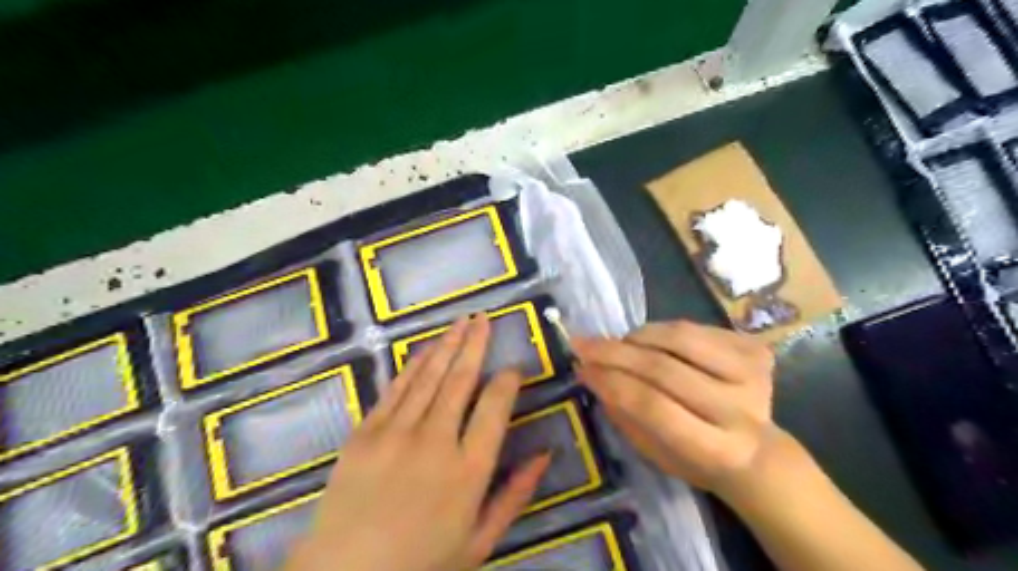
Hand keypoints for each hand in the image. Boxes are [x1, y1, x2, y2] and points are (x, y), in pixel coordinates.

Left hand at [286, 317, 552, 569]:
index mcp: (469, 470)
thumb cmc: (422, 562)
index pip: (495, 408)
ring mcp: (396, 433)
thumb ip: (515, 495)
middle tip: (485, 318)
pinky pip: (396, 389)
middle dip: (475, 344)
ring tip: (462, 321)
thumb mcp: (480, 541)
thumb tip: (545, 454)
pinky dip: (414, 365)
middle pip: (461, 380)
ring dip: (447, 345)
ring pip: (429, 376)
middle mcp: (435, 442)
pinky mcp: (366, 432)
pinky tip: (426, 348)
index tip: (513, 368)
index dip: (507, 380)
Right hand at [571, 322, 781, 499]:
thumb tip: (591, 371)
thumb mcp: (654, 452)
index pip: (654, 406)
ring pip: (679, 338)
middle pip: (664, 369)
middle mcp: (740, 411)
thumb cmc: (695, 459)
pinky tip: (651, 342)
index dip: (612, 382)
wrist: (758, 452)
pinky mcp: (755, 350)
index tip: (581, 368)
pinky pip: (694, 327)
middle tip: (584, 345)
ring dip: (638, 336)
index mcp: (715, 450)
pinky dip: (662, 331)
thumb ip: (624, 413)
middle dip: (615, 353)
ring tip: (620, 344)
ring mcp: (753, 375)